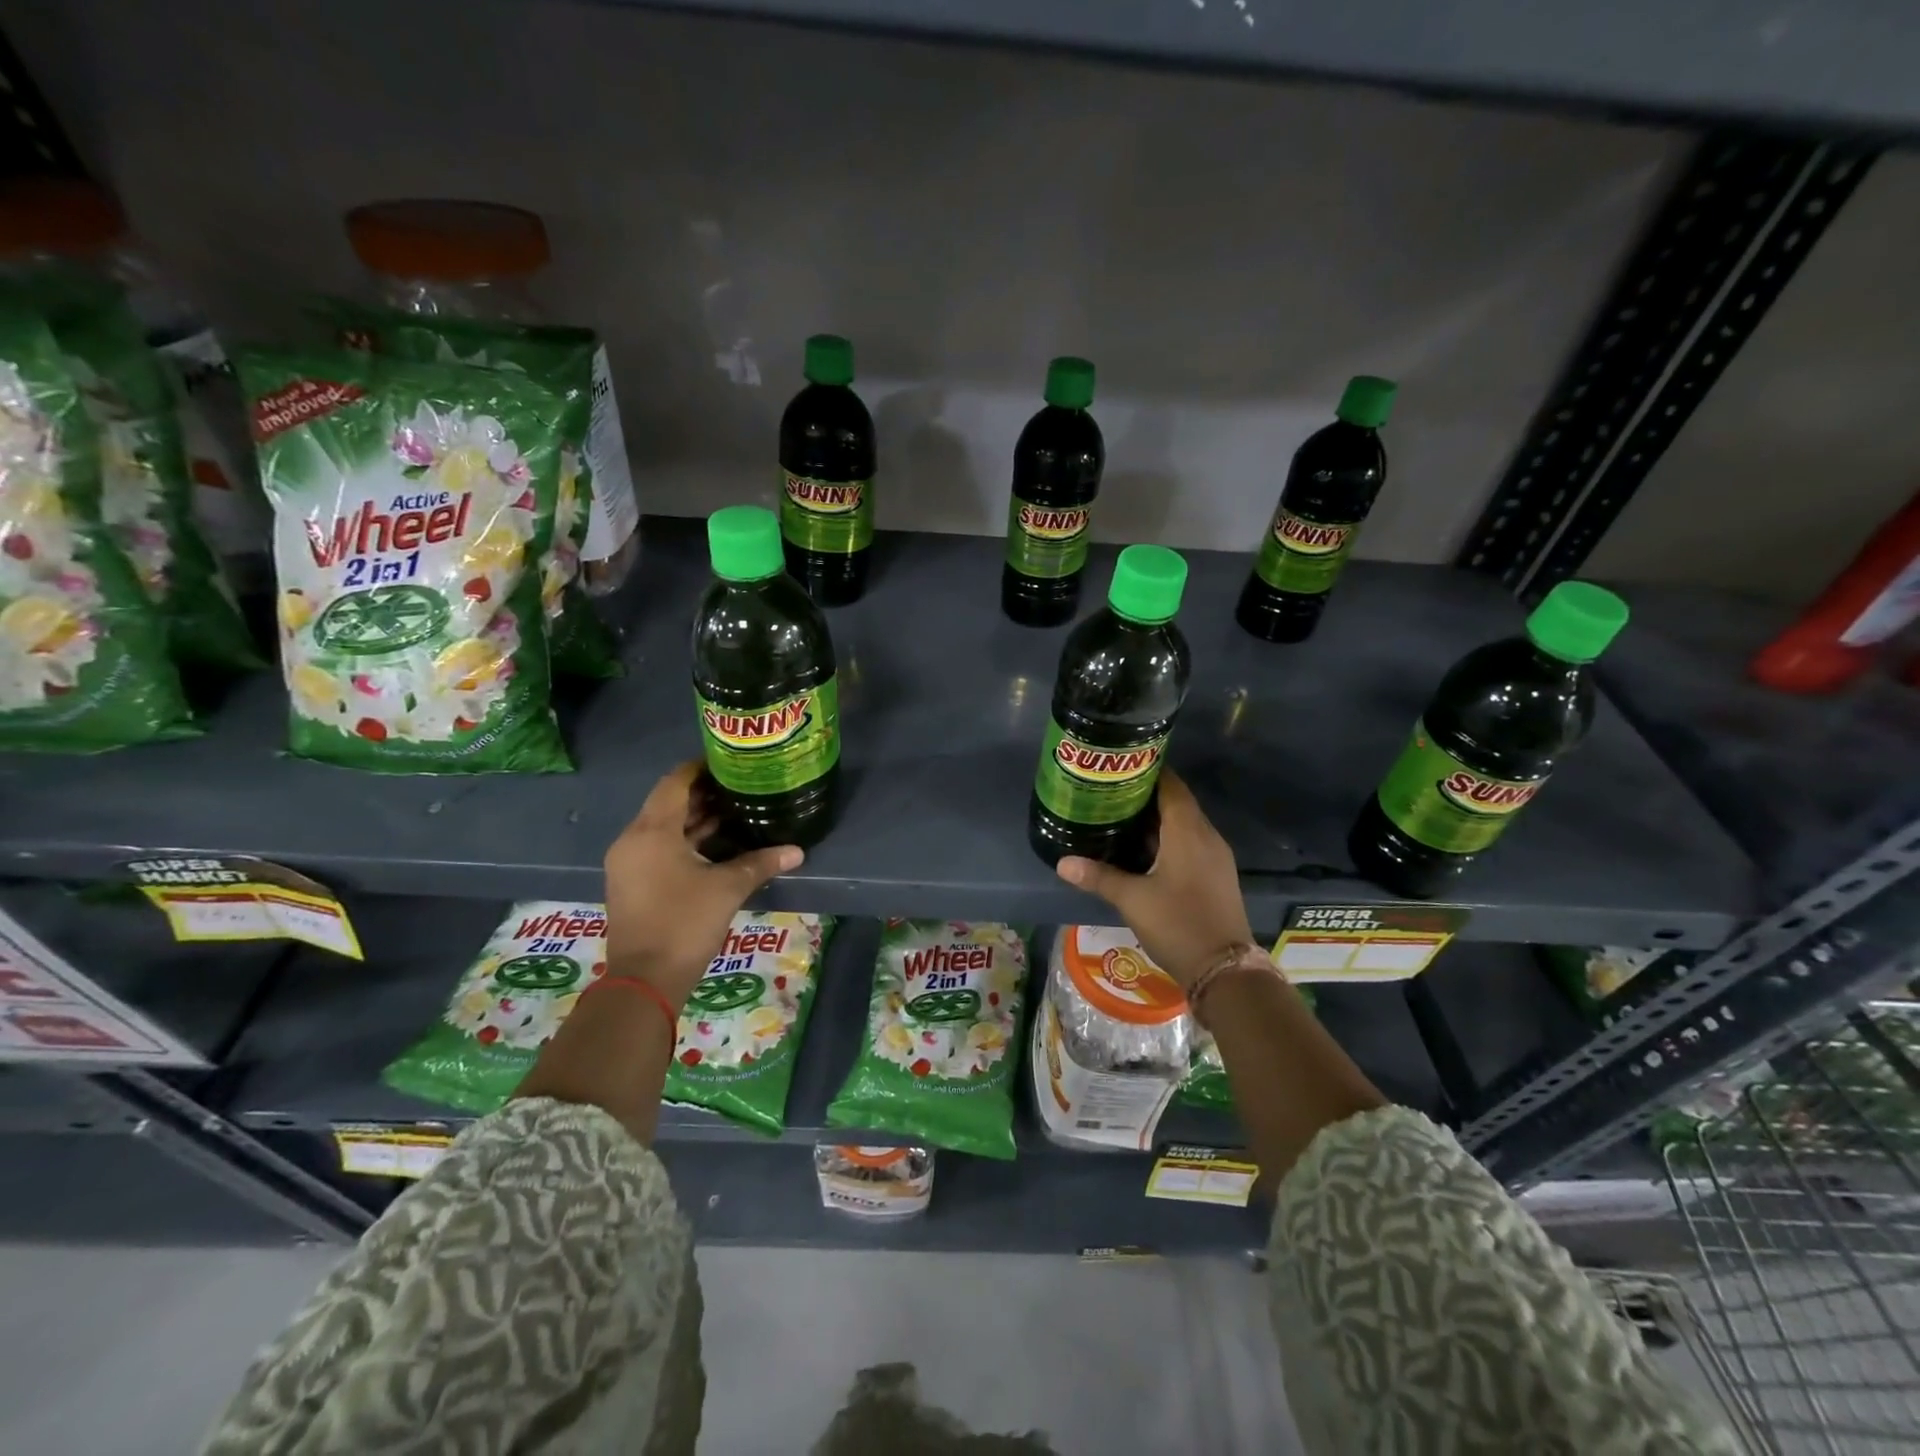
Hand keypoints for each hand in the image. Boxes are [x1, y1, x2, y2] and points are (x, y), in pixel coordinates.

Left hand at [603, 761, 801, 1008]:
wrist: (645, 981)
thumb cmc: (684, 924)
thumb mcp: (727, 889)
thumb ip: (760, 863)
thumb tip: (797, 850)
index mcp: (652, 832)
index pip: (675, 782)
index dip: (700, 768)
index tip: (730, 761)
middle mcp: (633, 840)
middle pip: (668, 803)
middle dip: (703, 793)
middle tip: (740, 786)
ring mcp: (629, 864)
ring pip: (663, 827)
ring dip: (695, 818)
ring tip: (735, 810)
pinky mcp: (632, 883)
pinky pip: (658, 847)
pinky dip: (685, 840)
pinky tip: (716, 844)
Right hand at [1055, 770, 1253, 988]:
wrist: (1224, 970)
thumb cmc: (1177, 924)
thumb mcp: (1132, 899)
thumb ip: (1098, 876)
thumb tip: (1062, 863)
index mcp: (1187, 831)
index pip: (1171, 785)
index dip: (1148, 771)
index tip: (1120, 767)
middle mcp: (1206, 836)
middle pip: (1177, 802)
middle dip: (1146, 795)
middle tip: (1110, 792)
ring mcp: (1215, 856)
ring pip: (1185, 824)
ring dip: (1157, 819)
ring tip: (1120, 817)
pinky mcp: (1216, 875)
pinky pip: (1191, 842)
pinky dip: (1168, 838)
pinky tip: (1144, 850)